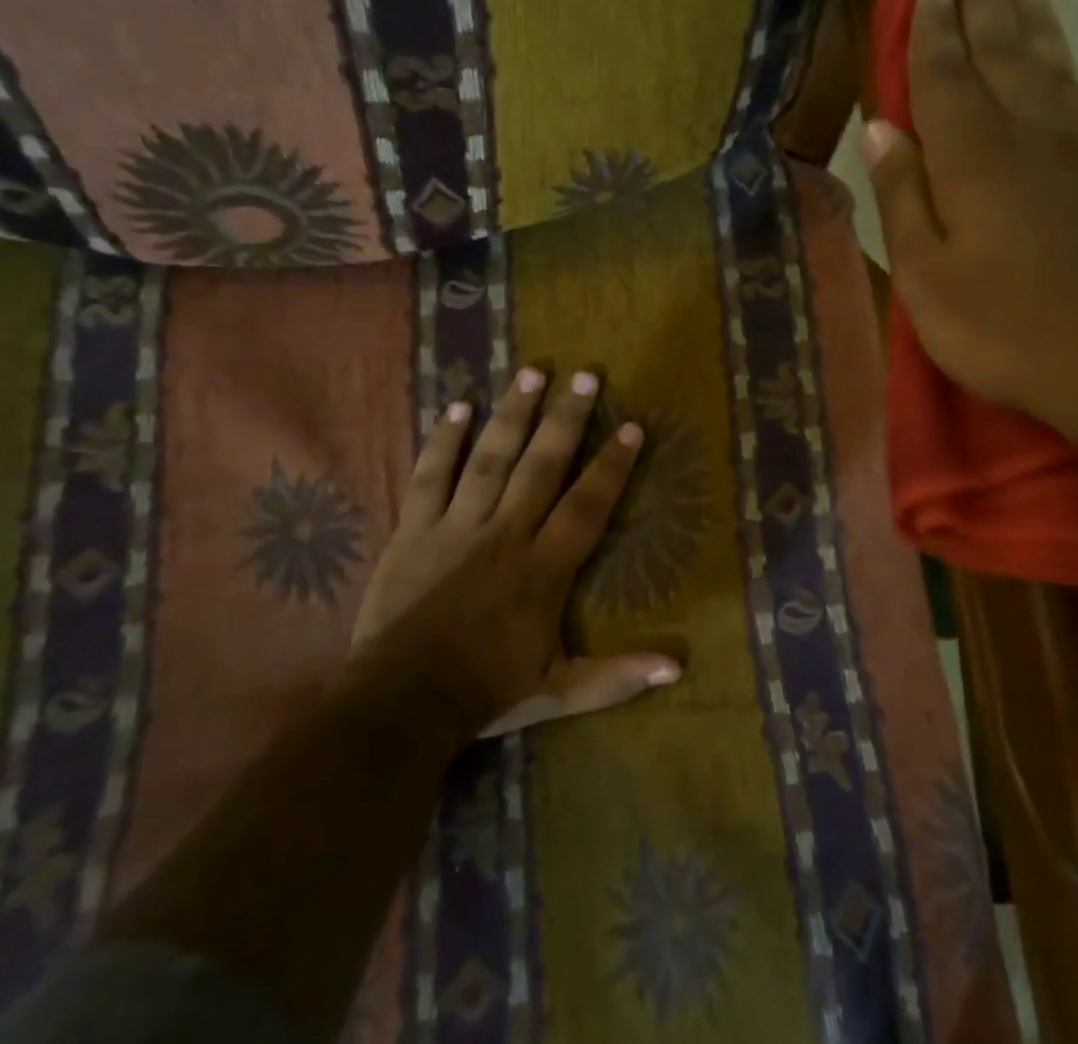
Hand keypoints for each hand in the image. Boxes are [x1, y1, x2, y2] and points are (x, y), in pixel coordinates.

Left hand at [347, 367, 679, 736]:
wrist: (400, 705)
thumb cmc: (485, 693)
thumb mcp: (559, 692)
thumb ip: (616, 676)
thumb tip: (677, 666)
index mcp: (543, 568)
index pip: (587, 505)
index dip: (612, 465)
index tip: (632, 427)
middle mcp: (505, 534)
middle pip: (542, 465)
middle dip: (567, 418)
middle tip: (586, 375)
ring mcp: (456, 526)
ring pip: (490, 458)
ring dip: (513, 413)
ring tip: (532, 371)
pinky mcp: (414, 529)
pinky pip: (430, 476)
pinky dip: (444, 441)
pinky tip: (459, 406)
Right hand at [862, 0, 1077, 444]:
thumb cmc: (1004, 328)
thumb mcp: (926, 277)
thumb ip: (903, 198)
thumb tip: (880, 131)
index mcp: (973, 159)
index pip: (944, 78)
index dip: (932, 33)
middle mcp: (1027, 136)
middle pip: (1002, 55)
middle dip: (983, 8)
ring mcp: (1076, 152)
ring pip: (1047, 66)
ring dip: (1028, 22)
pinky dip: (1062, 60)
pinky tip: (1056, 56)